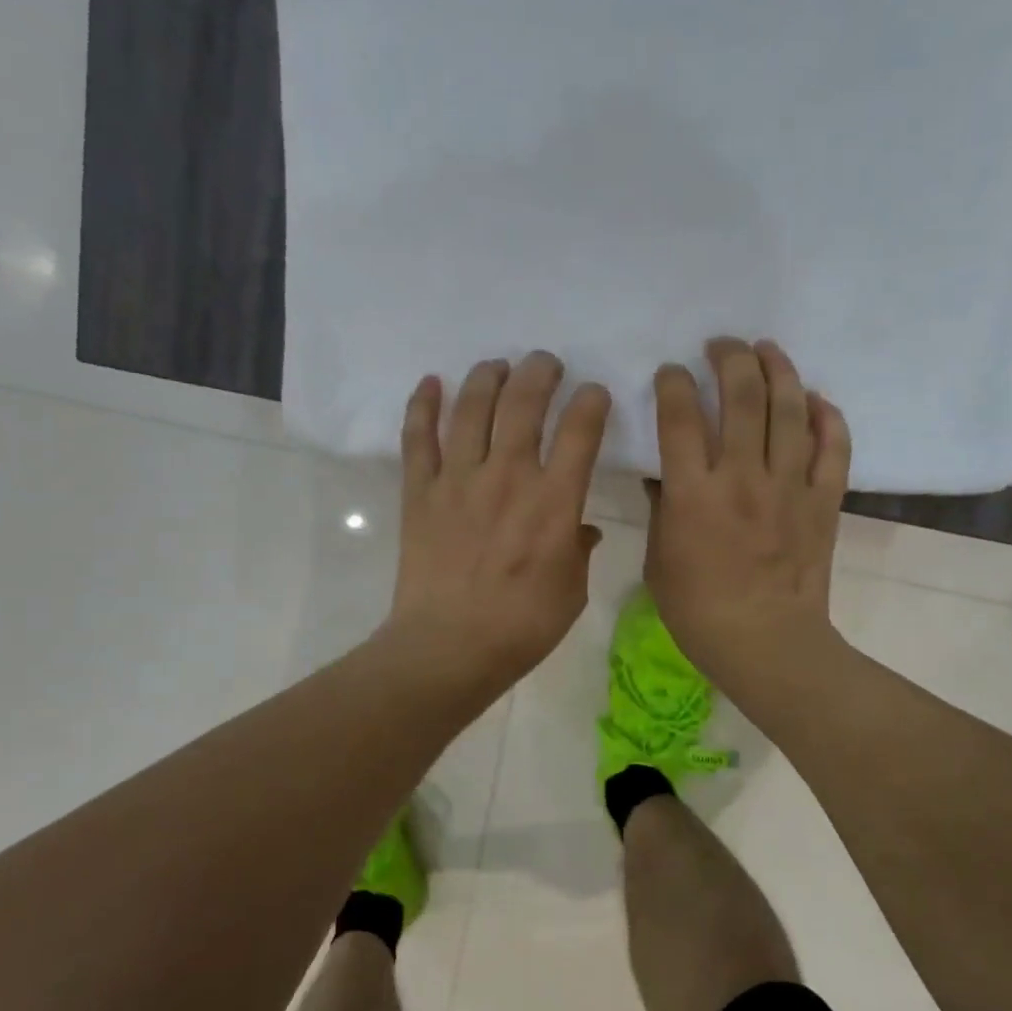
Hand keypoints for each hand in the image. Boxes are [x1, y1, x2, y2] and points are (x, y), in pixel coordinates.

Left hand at [387, 352, 610, 697]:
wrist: (449, 647)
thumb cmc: (522, 626)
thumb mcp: (572, 592)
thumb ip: (579, 551)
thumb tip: (584, 530)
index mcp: (554, 502)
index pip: (580, 432)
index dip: (591, 403)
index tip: (594, 394)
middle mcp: (508, 477)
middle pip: (523, 404)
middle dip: (539, 373)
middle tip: (546, 363)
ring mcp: (458, 480)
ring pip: (472, 409)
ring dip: (487, 377)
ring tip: (497, 365)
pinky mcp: (420, 493)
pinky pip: (418, 438)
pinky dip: (423, 406)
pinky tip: (431, 382)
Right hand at [646, 338, 850, 703]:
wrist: (765, 642)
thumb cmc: (699, 611)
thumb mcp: (659, 561)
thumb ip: (661, 510)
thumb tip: (662, 474)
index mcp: (694, 493)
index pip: (679, 416)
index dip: (673, 382)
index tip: (671, 374)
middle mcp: (742, 476)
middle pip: (741, 394)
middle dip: (729, 357)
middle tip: (721, 346)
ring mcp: (790, 485)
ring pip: (790, 408)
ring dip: (778, 369)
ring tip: (767, 350)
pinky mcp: (824, 501)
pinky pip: (834, 447)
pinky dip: (828, 417)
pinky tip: (815, 400)